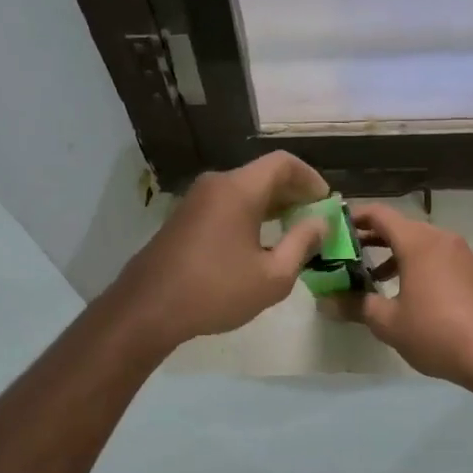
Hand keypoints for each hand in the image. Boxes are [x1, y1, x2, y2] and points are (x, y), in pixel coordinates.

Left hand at [112, 152, 331, 352]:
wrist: (147, 309)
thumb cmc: (215, 291)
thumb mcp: (272, 276)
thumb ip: (302, 244)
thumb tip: (320, 222)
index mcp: (239, 189)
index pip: (283, 163)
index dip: (311, 178)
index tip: (326, 203)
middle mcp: (216, 184)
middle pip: (263, 174)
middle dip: (293, 193)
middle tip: (314, 219)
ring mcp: (195, 200)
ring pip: (243, 190)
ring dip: (271, 205)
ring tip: (292, 233)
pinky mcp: (183, 218)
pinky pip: (225, 204)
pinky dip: (249, 214)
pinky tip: (257, 244)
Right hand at [332, 203, 472, 385]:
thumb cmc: (436, 333)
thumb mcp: (389, 322)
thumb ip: (356, 306)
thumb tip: (325, 302)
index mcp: (418, 242)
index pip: (379, 215)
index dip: (353, 218)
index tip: (333, 230)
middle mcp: (441, 239)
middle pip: (399, 227)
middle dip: (371, 239)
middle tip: (345, 256)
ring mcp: (461, 254)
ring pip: (420, 243)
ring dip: (394, 254)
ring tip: (373, 279)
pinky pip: (437, 257)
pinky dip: (417, 264)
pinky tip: (407, 293)